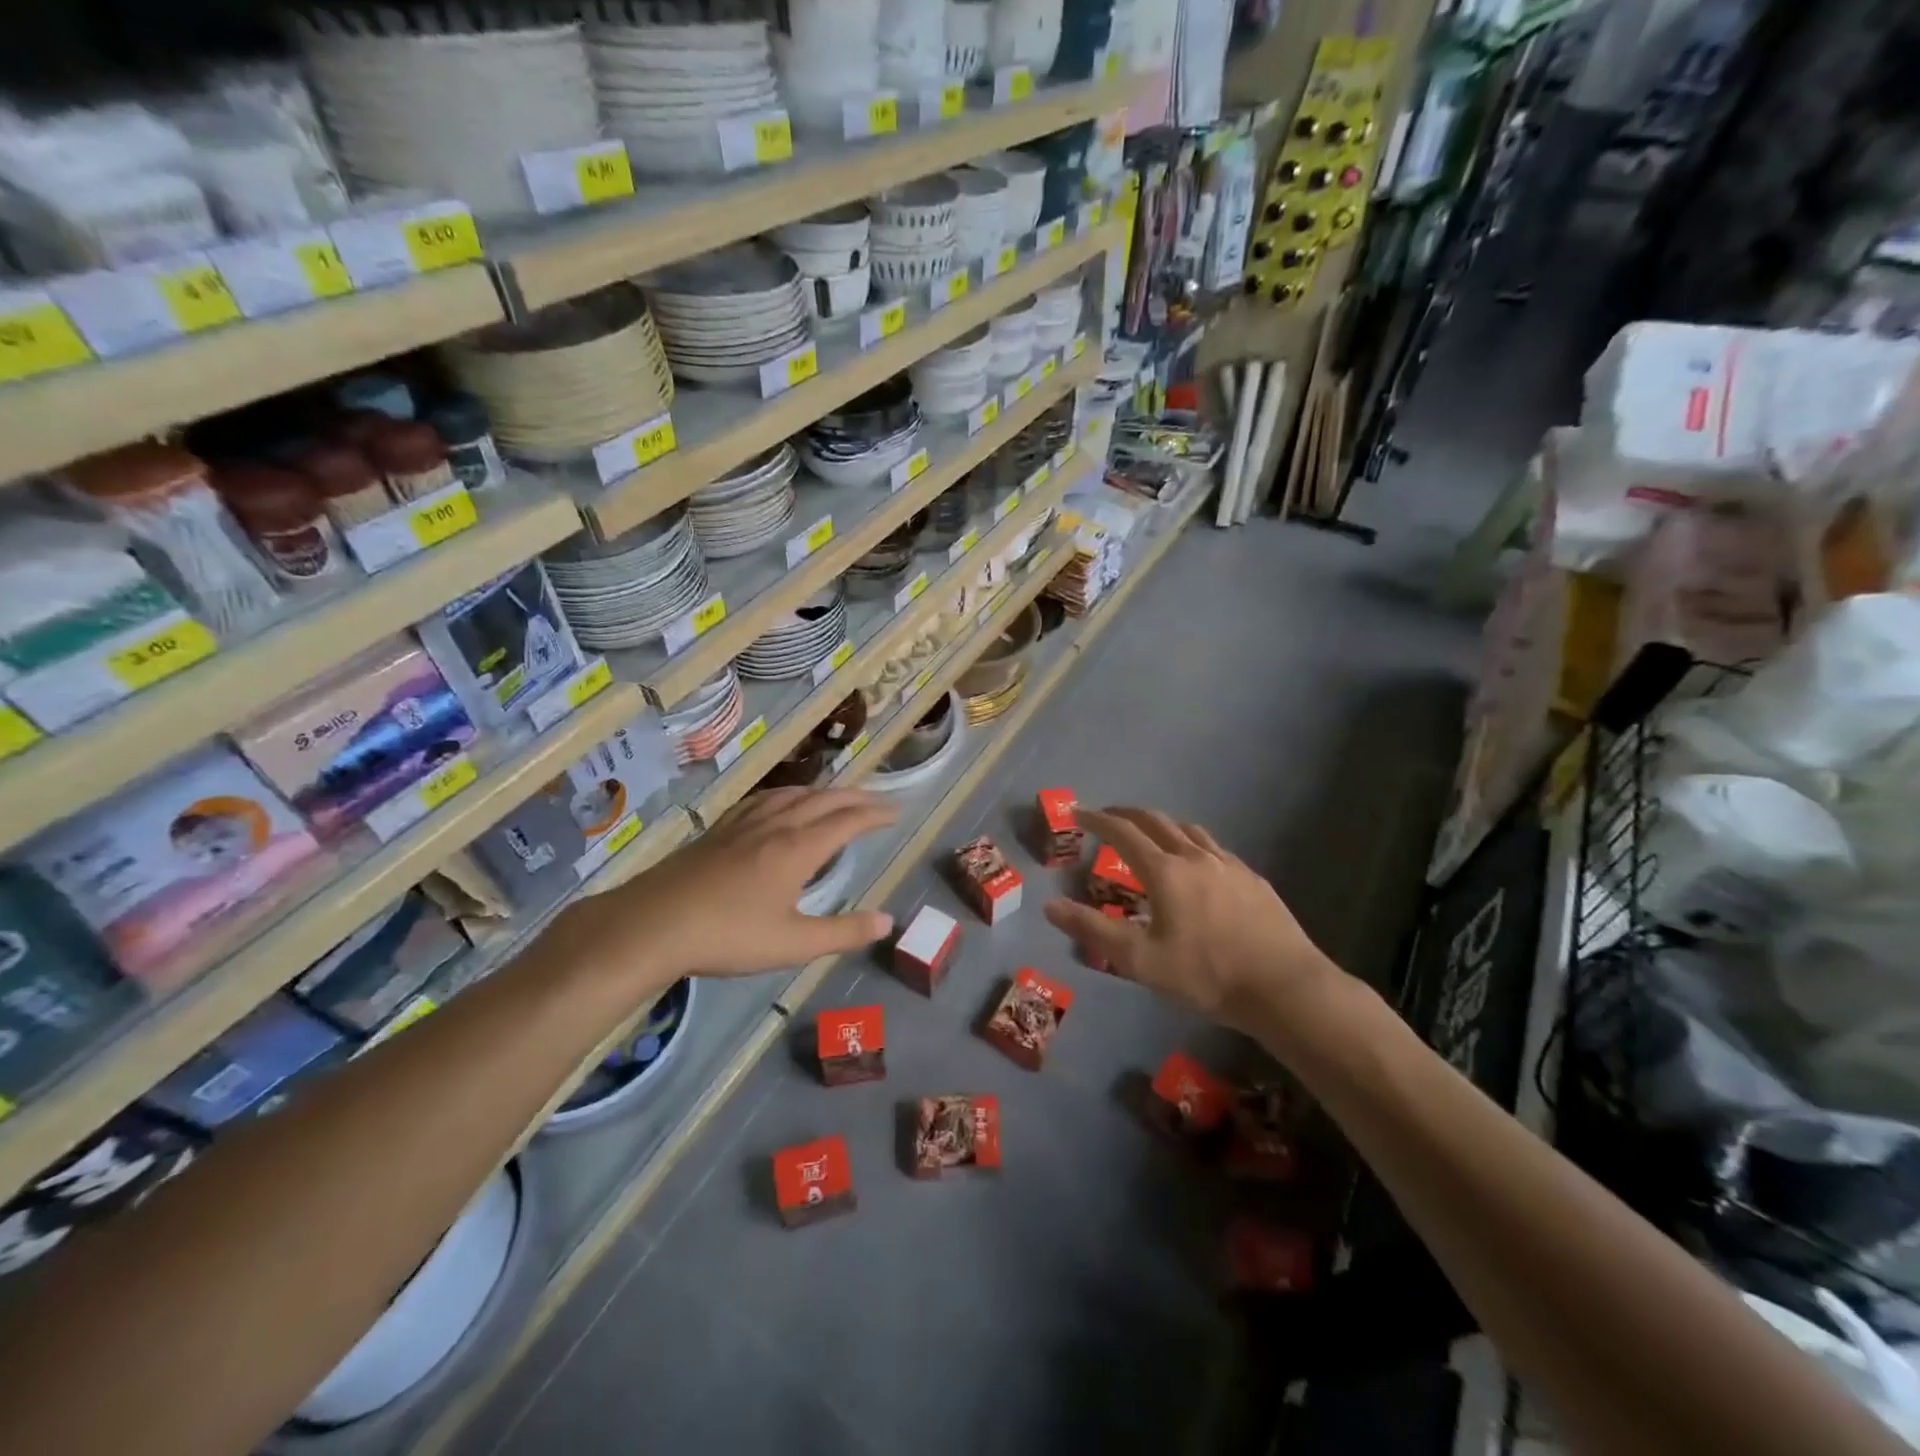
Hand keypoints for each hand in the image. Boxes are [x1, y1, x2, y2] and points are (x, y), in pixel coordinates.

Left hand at [562, 788, 897, 989]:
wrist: (652, 925)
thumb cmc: (727, 937)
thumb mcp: (792, 944)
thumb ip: (842, 932)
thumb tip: (886, 921)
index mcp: (797, 849)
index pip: (847, 821)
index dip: (875, 814)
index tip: (896, 812)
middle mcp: (774, 826)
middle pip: (823, 800)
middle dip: (855, 798)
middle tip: (877, 802)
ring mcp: (743, 825)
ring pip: (792, 794)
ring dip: (822, 792)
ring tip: (836, 797)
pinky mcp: (718, 831)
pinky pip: (762, 799)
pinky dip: (786, 794)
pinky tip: (778, 803)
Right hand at [1042, 807, 1337, 1035]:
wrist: (1284, 987)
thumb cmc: (1206, 974)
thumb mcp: (1140, 960)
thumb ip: (1093, 930)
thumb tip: (1049, 906)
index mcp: (1165, 871)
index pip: (1122, 833)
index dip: (1096, 820)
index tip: (1077, 813)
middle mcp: (1195, 857)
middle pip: (1155, 821)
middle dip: (1126, 814)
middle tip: (1107, 817)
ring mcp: (1229, 865)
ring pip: (1188, 830)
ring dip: (1161, 825)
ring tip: (1150, 835)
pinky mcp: (1253, 879)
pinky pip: (1214, 848)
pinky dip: (1192, 844)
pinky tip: (1197, 865)